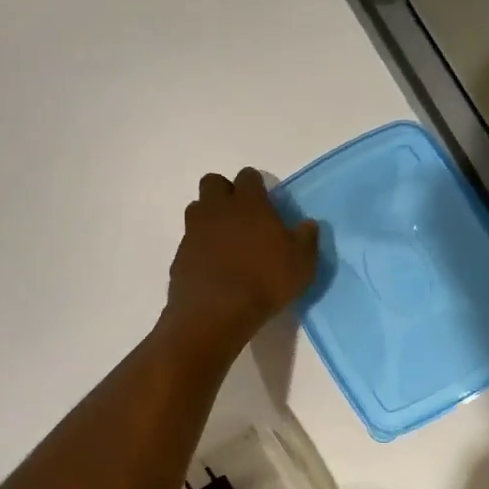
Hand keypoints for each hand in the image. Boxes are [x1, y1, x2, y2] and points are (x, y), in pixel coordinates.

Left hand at [164, 169, 318, 351]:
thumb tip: (308, 224)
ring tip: (225, 241)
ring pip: (197, 209)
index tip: (264, 201)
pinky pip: (189, 240)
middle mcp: (218, 209)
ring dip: (209, 217)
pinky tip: (213, 267)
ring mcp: (194, 231)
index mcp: (249, 204)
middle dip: (224, 192)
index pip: (248, 176)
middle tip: (240, 215)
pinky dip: (199, 247)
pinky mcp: (180, 255)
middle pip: (213, 182)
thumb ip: (306, 239)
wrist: (216, 312)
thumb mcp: (302, 263)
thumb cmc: (265, 281)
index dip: (256, 185)